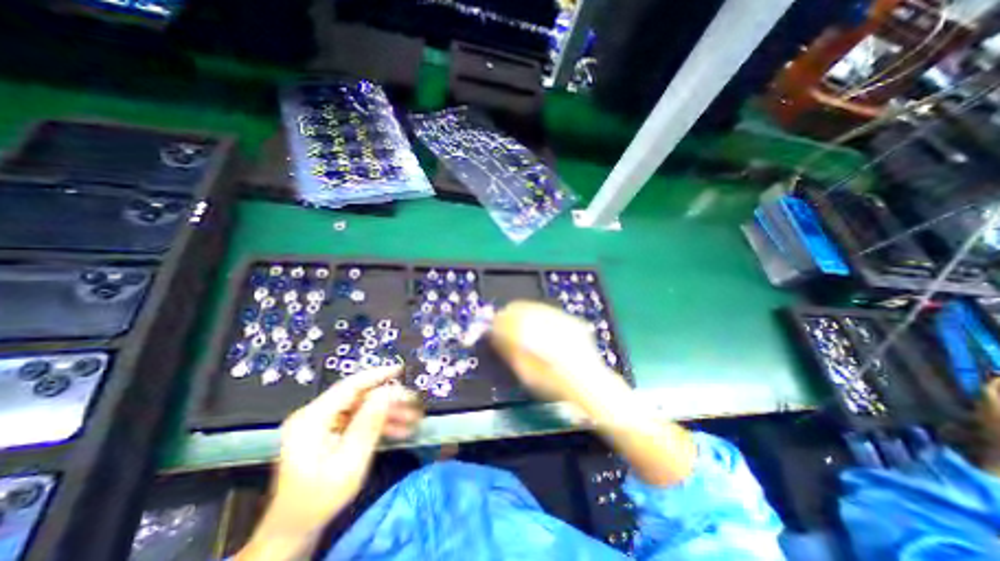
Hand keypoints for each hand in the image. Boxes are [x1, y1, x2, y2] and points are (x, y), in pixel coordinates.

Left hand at [237, 365, 420, 558]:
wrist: (294, 529)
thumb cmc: (319, 499)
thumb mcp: (349, 462)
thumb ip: (369, 423)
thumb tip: (387, 393)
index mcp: (312, 419)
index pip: (350, 386)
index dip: (377, 375)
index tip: (399, 370)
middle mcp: (314, 416)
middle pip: (359, 397)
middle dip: (389, 400)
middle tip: (412, 403)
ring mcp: (321, 424)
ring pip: (362, 408)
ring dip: (387, 413)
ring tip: (411, 418)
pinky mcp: (328, 432)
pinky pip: (358, 420)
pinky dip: (378, 423)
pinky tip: (397, 429)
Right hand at [491, 302, 696, 486]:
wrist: (590, 385)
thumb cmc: (555, 387)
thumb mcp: (526, 374)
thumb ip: (510, 351)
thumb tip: (496, 336)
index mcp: (531, 337)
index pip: (506, 320)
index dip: (496, 323)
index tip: (492, 328)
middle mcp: (545, 323)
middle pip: (519, 308)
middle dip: (508, 315)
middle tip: (503, 324)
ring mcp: (560, 319)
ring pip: (533, 306)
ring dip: (521, 313)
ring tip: (518, 323)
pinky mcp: (570, 320)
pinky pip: (547, 311)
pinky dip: (537, 315)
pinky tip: (538, 325)